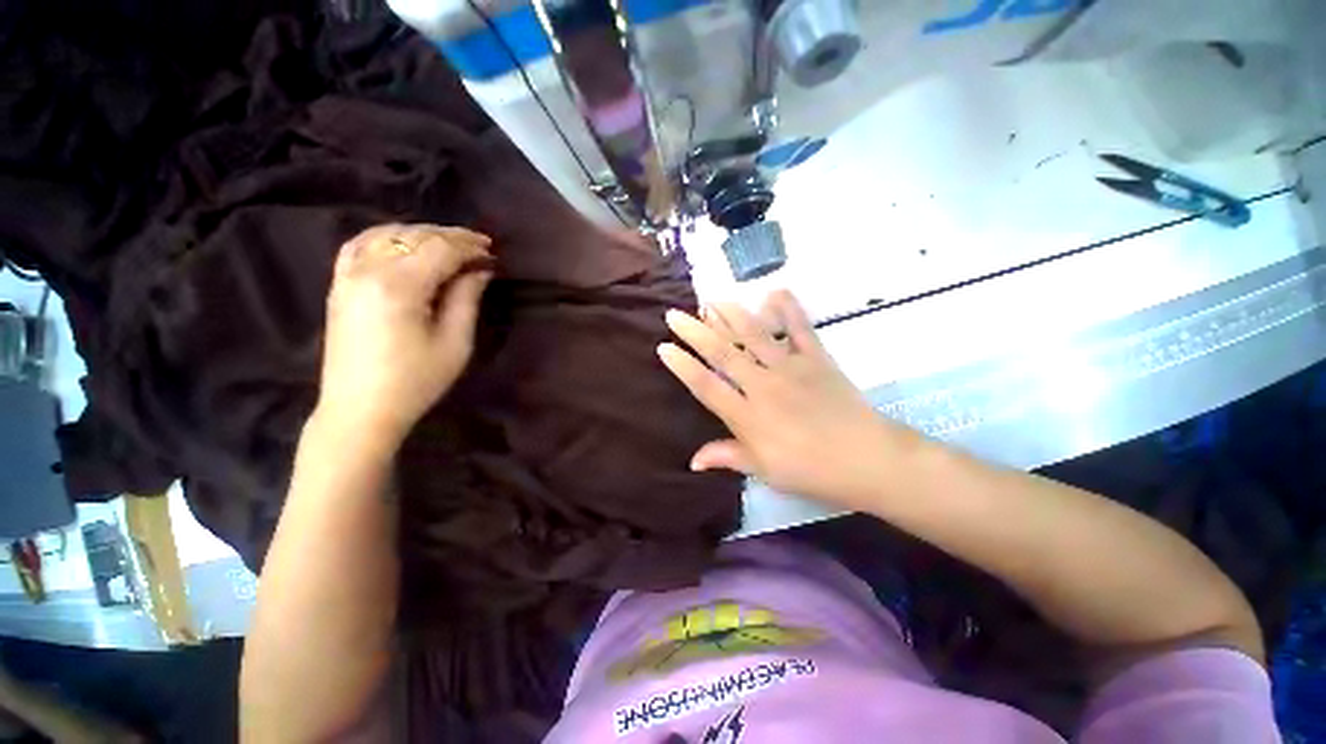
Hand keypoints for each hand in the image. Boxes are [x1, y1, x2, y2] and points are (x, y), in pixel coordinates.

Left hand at [318, 223, 493, 444]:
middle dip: (451, 237)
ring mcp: (347, 275)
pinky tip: (404, 243)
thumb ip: (466, 299)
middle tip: (481, 247)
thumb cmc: (415, 381)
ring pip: (387, 234)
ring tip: (450, 245)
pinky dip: (387, 236)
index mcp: (399, 287)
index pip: (440, 249)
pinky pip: (360, 244)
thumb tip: (480, 270)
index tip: (493, 253)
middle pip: (415, 237)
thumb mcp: (454, 343)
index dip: (470, 247)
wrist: (360, 409)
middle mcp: (368, 270)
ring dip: (422, 234)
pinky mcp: (339, 285)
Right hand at [658, 290, 920, 509]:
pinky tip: (774, 291)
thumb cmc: (810, 470)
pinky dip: (788, 309)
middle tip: (675, 315)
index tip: (664, 347)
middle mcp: (763, 386)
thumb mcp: (764, 470)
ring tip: (711, 301)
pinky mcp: (817, 358)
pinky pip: (800, 329)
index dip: (683, 366)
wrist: (866, 460)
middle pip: (723, 354)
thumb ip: (728, 457)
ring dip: (730, 315)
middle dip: (695, 332)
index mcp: (748, 416)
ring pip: (754, 335)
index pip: (706, 385)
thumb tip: (693, 461)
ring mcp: (791, 368)